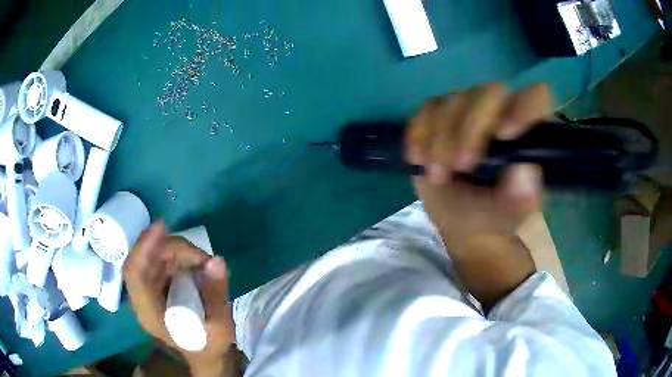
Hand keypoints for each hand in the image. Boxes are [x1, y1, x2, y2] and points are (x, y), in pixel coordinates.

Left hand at [124, 222, 235, 374]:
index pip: (135, 275)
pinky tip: (193, 263)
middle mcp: (143, 299)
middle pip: (144, 261)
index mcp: (150, 314)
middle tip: (201, 256)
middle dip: (171, 249)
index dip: (144, 248)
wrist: (204, 355)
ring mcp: (148, 291)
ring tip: (202, 261)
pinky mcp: (155, 286)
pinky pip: (159, 261)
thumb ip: (217, 295)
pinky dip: (176, 256)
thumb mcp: (220, 327)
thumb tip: (216, 260)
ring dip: (176, 252)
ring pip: (152, 257)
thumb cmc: (208, 345)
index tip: (162, 227)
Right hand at [405, 83, 552, 308]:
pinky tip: (420, 161)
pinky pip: (425, 111)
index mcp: (528, 131)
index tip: (505, 136)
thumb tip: (523, 169)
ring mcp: (468, 109)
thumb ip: (522, 196)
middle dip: (470, 129)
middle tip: (462, 166)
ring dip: (440, 141)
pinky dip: (419, 136)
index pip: (537, 96)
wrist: (463, 220)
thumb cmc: (494, 214)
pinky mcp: (439, 115)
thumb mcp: (511, 215)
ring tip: (439, 177)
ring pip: (451, 101)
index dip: (523, 108)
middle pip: (488, 92)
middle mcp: (500, 111)